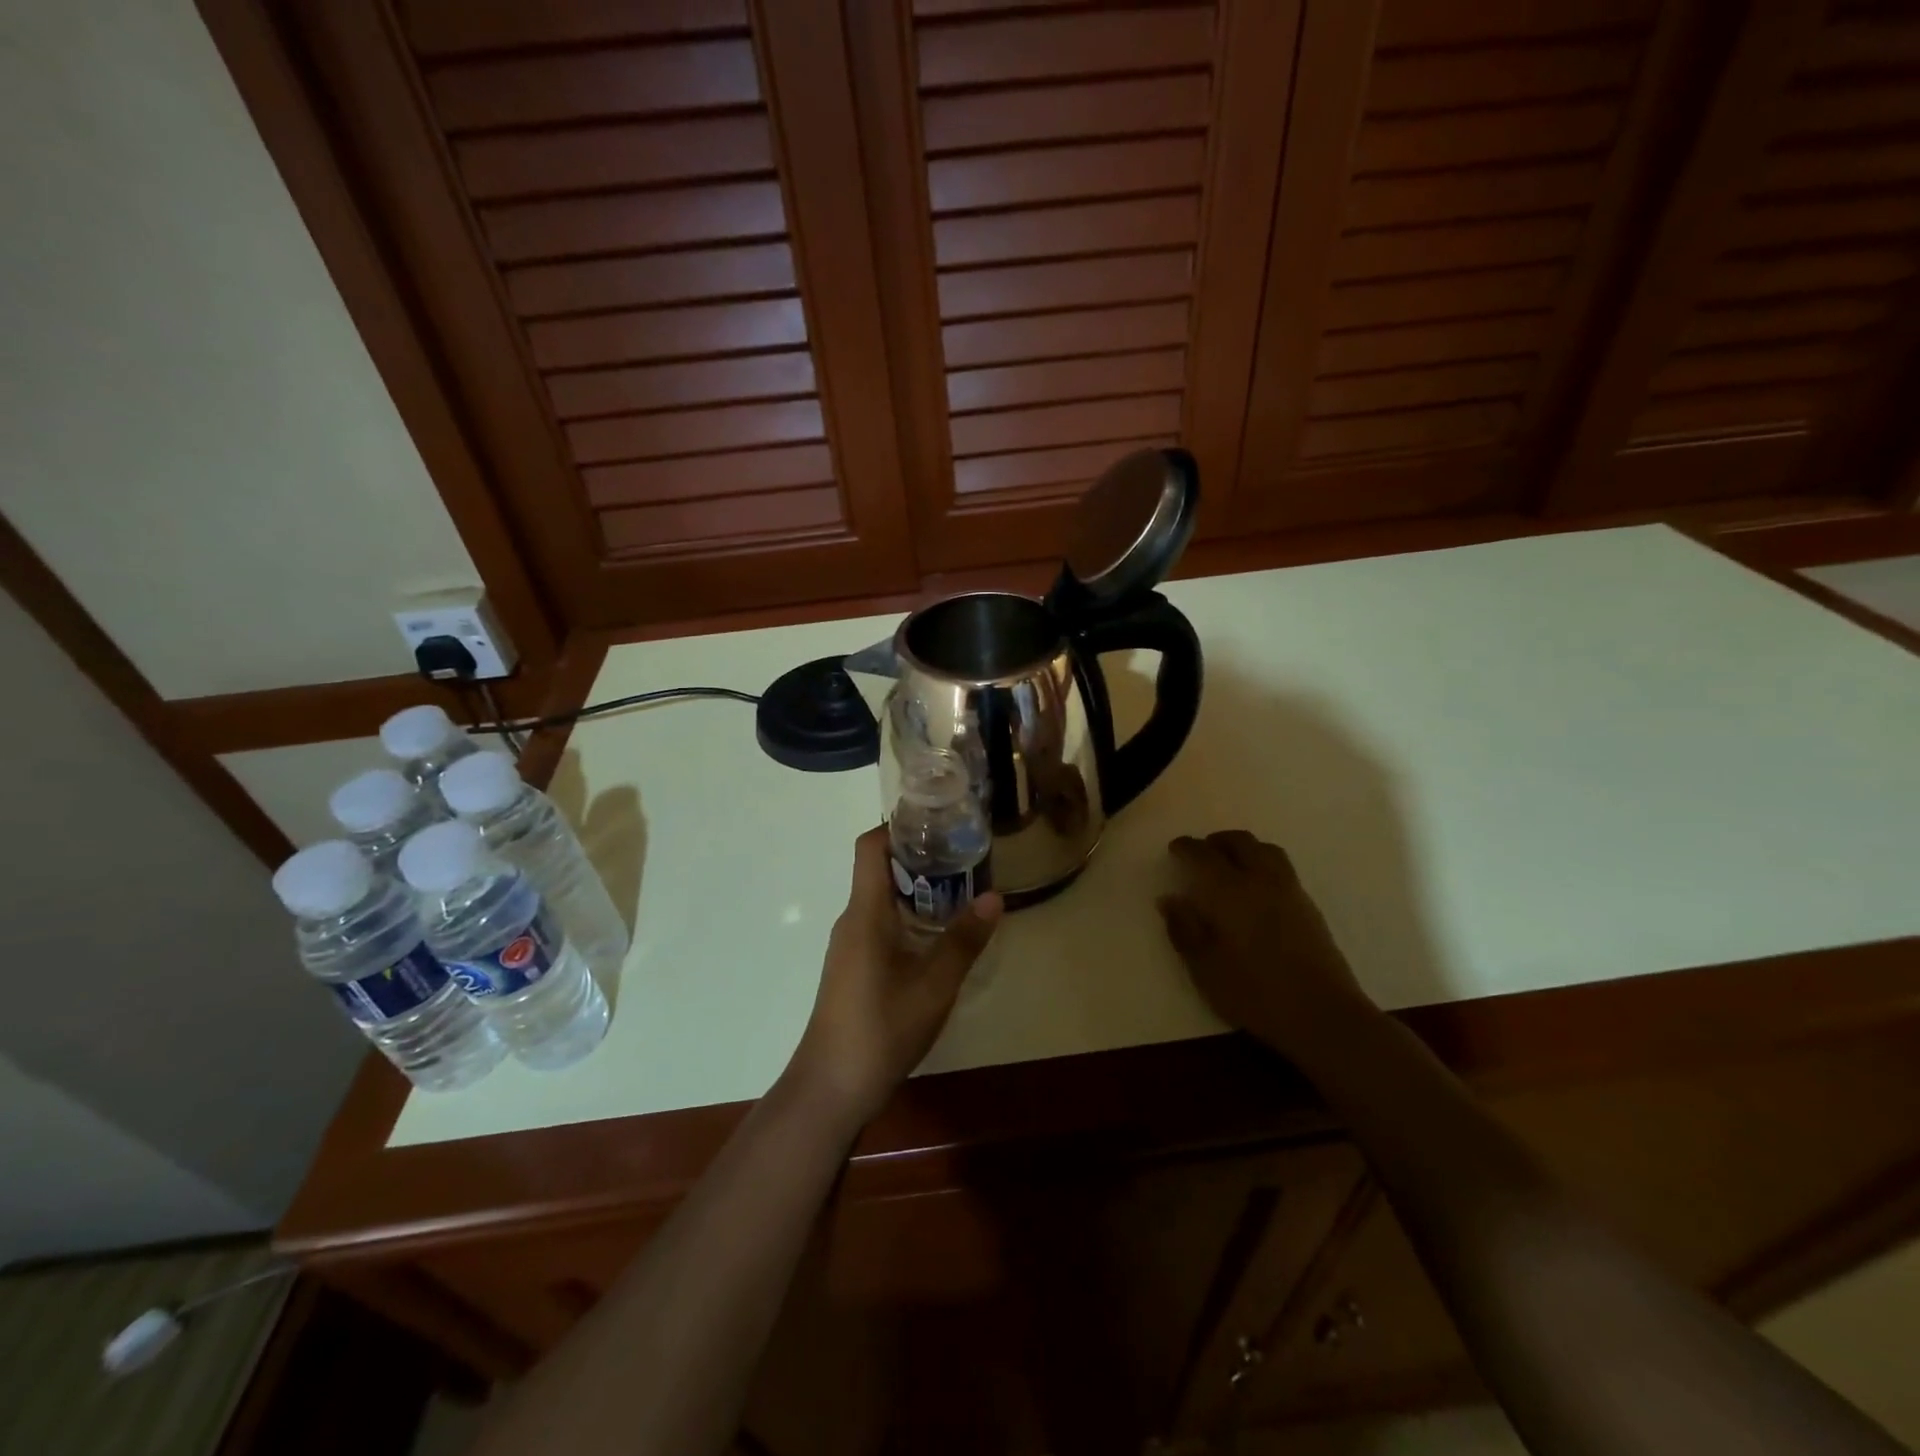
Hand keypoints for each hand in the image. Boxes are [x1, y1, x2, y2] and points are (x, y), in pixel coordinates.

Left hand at [785, 826, 1002, 1127]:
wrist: (831, 1087)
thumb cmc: (881, 1028)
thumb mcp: (934, 985)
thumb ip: (964, 940)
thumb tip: (994, 897)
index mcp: (864, 912)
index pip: (870, 847)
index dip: (898, 826)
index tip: (937, 823)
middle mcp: (852, 920)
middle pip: (879, 870)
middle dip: (919, 858)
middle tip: (963, 856)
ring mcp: (850, 946)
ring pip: (881, 901)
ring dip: (916, 890)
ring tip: (959, 890)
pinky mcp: (853, 968)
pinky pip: (880, 925)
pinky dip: (908, 918)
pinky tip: (937, 936)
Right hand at [1158, 831, 1377, 1059]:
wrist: (1323, 1015)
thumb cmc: (1255, 993)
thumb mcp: (1205, 968)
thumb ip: (1184, 929)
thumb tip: (1169, 899)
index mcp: (1230, 892)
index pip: (1203, 855)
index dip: (1186, 848)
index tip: (1175, 848)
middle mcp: (1261, 881)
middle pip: (1240, 842)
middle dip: (1217, 841)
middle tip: (1201, 852)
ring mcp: (1290, 891)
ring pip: (1266, 850)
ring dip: (1244, 847)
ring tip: (1231, 863)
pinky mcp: (1310, 907)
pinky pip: (1282, 868)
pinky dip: (1263, 863)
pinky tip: (1257, 888)